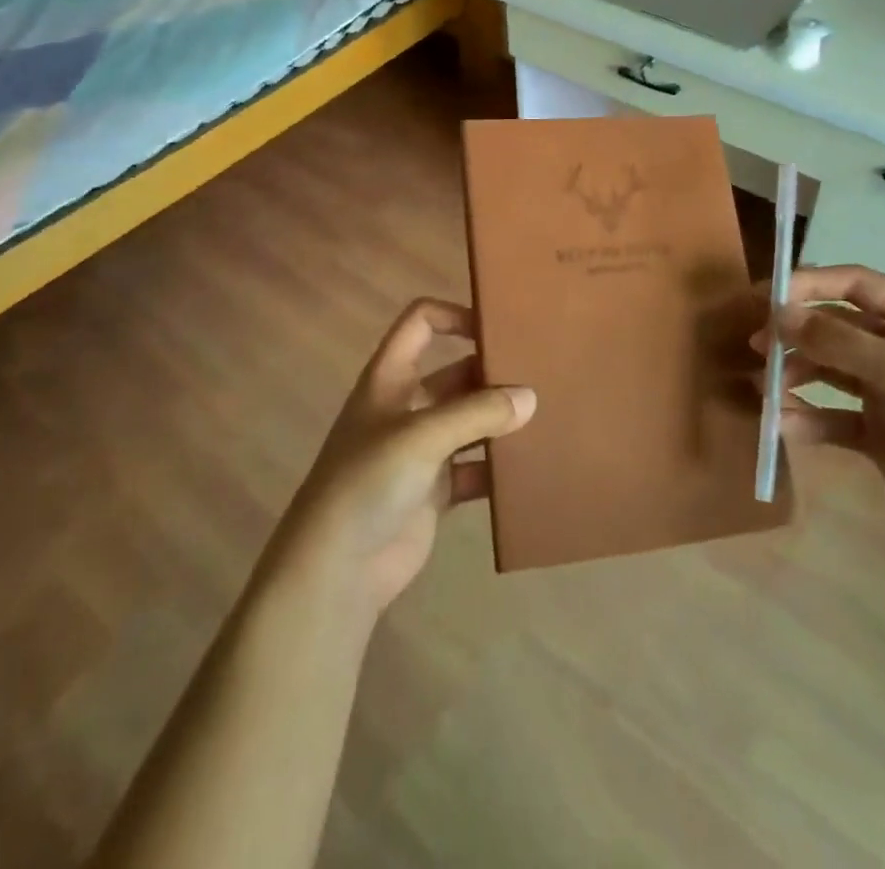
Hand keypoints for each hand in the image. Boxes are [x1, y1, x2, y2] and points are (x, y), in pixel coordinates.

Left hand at [262, 299, 535, 620]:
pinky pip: (475, 467)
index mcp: (391, 378)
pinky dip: (498, 466)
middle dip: (493, 371)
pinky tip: (531, 466)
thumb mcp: (422, 435)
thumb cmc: (368, 481)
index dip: (455, 315)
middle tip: (542, 373)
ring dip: (500, 419)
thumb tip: (530, 398)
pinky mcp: (435, 490)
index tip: (498, 326)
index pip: (420, 323)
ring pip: (470, 420)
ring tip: (548, 414)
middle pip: (455, 372)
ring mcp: (421, 450)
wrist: (336, 569)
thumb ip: (477, 413)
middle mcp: (406, 406)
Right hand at [755, 265, 884, 559]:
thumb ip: (837, 341)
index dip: (809, 284)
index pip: (855, 284)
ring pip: (829, 370)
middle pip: (836, 326)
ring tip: (764, 387)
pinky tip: (782, 424)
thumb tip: (777, 313)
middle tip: (757, 345)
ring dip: (795, 374)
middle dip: (796, 333)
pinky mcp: (878, 434)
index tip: (765, 296)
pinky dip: (806, 417)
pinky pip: (831, 415)